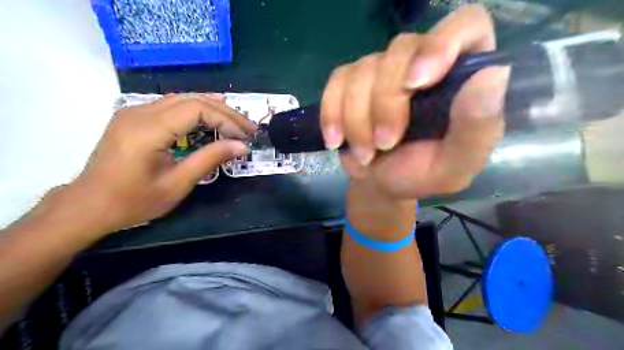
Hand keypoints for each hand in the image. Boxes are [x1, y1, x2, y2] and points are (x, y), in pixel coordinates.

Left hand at [66, 95, 255, 233]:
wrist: (89, 206)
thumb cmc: (133, 201)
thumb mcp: (177, 184)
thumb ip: (210, 159)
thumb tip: (242, 146)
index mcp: (149, 129)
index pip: (197, 109)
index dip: (226, 120)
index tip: (245, 138)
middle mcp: (140, 112)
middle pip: (192, 99)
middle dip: (225, 112)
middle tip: (248, 128)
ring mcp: (134, 111)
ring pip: (182, 98)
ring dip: (213, 108)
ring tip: (236, 122)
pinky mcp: (134, 117)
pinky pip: (171, 105)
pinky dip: (196, 109)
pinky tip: (210, 116)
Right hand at [322, 6, 510, 198]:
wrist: (380, 184)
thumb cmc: (421, 174)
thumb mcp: (456, 164)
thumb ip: (477, 127)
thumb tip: (492, 74)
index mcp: (460, 76)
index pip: (465, 25)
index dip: (440, 44)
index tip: (416, 83)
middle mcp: (422, 62)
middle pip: (401, 50)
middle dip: (386, 104)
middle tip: (385, 144)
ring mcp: (382, 70)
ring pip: (363, 70)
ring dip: (358, 120)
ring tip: (366, 154)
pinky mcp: (351, 82)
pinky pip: (336, 83)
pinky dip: (332, 114)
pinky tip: (336, 140)